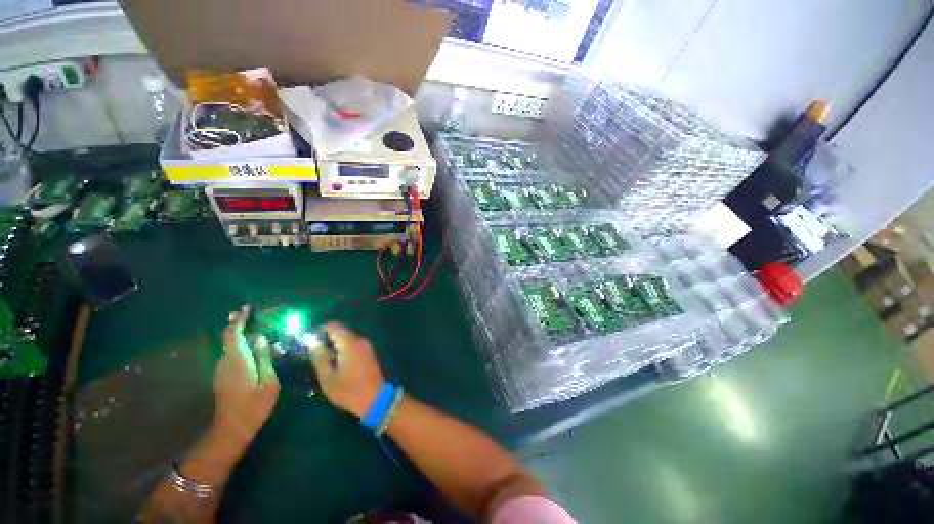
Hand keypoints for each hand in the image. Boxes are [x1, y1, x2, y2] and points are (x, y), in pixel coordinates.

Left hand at [213, 305, 279, 449]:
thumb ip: (265, 357)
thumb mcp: (268, 380)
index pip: (233, 333)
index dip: (239, 319)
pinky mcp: (223, 377)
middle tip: (249, 314)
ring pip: (230, 347)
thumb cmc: (254, 404)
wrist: (232, 428)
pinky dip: (240, 346)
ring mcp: (222, 370)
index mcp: (238, 360)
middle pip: (229, 338)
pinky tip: (252, 348)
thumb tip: (262, 338)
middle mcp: (225, 361)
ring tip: (254, 328)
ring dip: (240, 336)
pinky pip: (231, 355)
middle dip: (237, 324)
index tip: (246, 308)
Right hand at [308, 322, 384, 417]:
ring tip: (323, 360)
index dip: (320, 330)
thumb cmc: (349, 390)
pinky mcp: (369, 352)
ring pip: (347, 338)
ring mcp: (366, 346)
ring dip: (335, 345)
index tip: (309, 341)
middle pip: (341, 331)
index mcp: (349, 343)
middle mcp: (359, 340)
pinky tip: (337, 363)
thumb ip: (319, 358)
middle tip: (314, 353)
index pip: (333, 326)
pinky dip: (344, 349)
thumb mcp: (328, 378)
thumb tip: (312, 343)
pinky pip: (354, 344)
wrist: (375, 398)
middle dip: (327, 339)